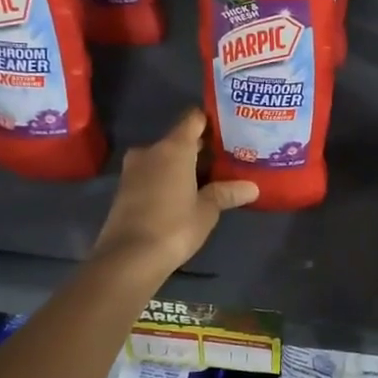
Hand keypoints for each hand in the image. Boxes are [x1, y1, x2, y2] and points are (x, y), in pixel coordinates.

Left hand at [91, 109, 257, 276]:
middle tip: (227, 158)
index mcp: (173, 147)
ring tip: (210, 177)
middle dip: (201, 148)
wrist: (128, 258)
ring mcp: (134, 169)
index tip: (230, 130)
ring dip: (184, 165)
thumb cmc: (174, 226)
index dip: (211, 121)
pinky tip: (186, 193)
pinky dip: (168, 178)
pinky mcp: (125, 189)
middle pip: (180, 139)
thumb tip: (252, 188)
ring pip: (165, 157)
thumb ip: (227, 193)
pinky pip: (153, 173)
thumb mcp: (207, 210)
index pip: (193, 119)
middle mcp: (151, 150)